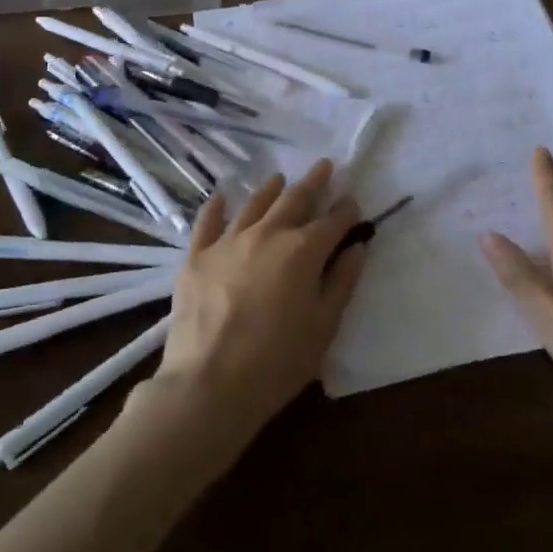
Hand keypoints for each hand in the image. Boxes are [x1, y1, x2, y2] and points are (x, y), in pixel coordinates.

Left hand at [146, 159, 365, 446]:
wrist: (209, 384)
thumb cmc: (278, 362)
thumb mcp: (324, 326)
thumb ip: (342, 281)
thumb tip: (356, 247)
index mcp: (303, 251)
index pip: (332, 222)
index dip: (346, 210)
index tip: (353, 201)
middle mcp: (267, 234)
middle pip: (295, 200)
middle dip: (313, 182)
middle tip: (324, 166)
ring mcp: (228, 242)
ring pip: (254, 204)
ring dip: (270, 188)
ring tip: (280, 177)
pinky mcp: (196, 257)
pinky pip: (207, 222)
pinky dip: (217, 206)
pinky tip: (222, 196)